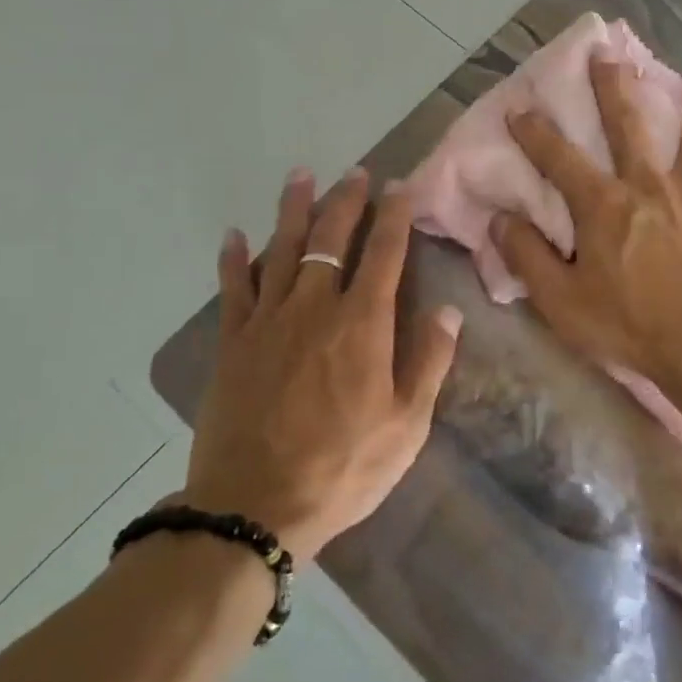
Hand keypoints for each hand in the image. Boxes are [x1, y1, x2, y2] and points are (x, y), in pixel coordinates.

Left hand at [186, 167, 460, 561]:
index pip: (384, 253)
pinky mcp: (233, 343)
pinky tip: (235, 235)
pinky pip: (233, 288)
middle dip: (346, 201)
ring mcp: (268, 321)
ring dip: (293, 209)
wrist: (254, 508)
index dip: (394, 216)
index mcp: (362, 325)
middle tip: (355, 173)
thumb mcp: (406, 426)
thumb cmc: (342, 468)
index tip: (399, 187)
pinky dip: (233, 259)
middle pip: (331, 239)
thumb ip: (429, 362)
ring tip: (301, 175)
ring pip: (282, 250)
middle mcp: (315, 308)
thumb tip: (448, 310)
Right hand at [493, 58, 681, 385]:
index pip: (559, 159)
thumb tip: (500, 220)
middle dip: (614, 88)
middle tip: (608, 54)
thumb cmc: (629, 324)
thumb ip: (528, 256)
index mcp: (604, 204)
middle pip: (630, 125)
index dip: (535, 132)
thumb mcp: (561, 300)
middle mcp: (651, 186)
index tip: (519, 107)